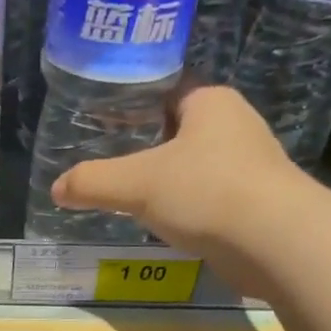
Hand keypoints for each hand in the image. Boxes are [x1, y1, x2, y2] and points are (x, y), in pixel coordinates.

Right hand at [51, 85, 317, 296]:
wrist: (274, 241)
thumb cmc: (205, 192)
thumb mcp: (136, 183)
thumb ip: (93, 182)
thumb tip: (56, 189)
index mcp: (210, 102)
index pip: (165, 90)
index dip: (133, 103)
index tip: (103, 122)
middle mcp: (235, 125)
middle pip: (178, 129)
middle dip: (146, 145)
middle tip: (109, 161)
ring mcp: (249, 165)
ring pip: (195, 166)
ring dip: (167, 180)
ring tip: (129, 195)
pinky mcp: (254, 203)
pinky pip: (208, 197)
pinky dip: (185, 207)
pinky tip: (163, 223)